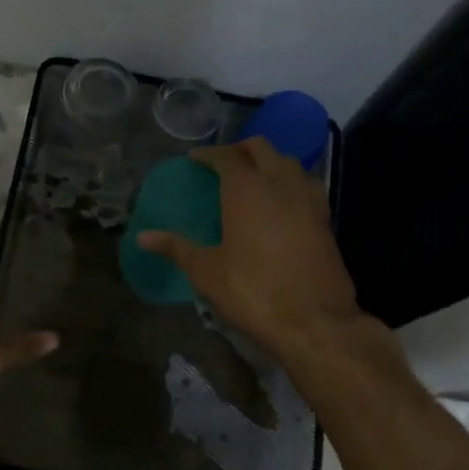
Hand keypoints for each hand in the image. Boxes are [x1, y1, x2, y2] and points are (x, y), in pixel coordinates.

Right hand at [136, 138, 363, 359]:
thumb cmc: (252, 291)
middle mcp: (280, 184)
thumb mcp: (206, 272)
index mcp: (246, 190)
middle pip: (262, 149)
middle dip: (241, 149)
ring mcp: (308, 200)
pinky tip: (283, 203)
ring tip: (254, 178)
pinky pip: (307, 186)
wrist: (314, 321)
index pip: (227, 156)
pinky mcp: (326, 220)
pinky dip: (291, 183)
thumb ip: (176, 248)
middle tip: (223, 164)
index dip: (209, 154)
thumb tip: (142, 237)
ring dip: (270, 162)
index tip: (196, 159)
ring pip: (289, 163)